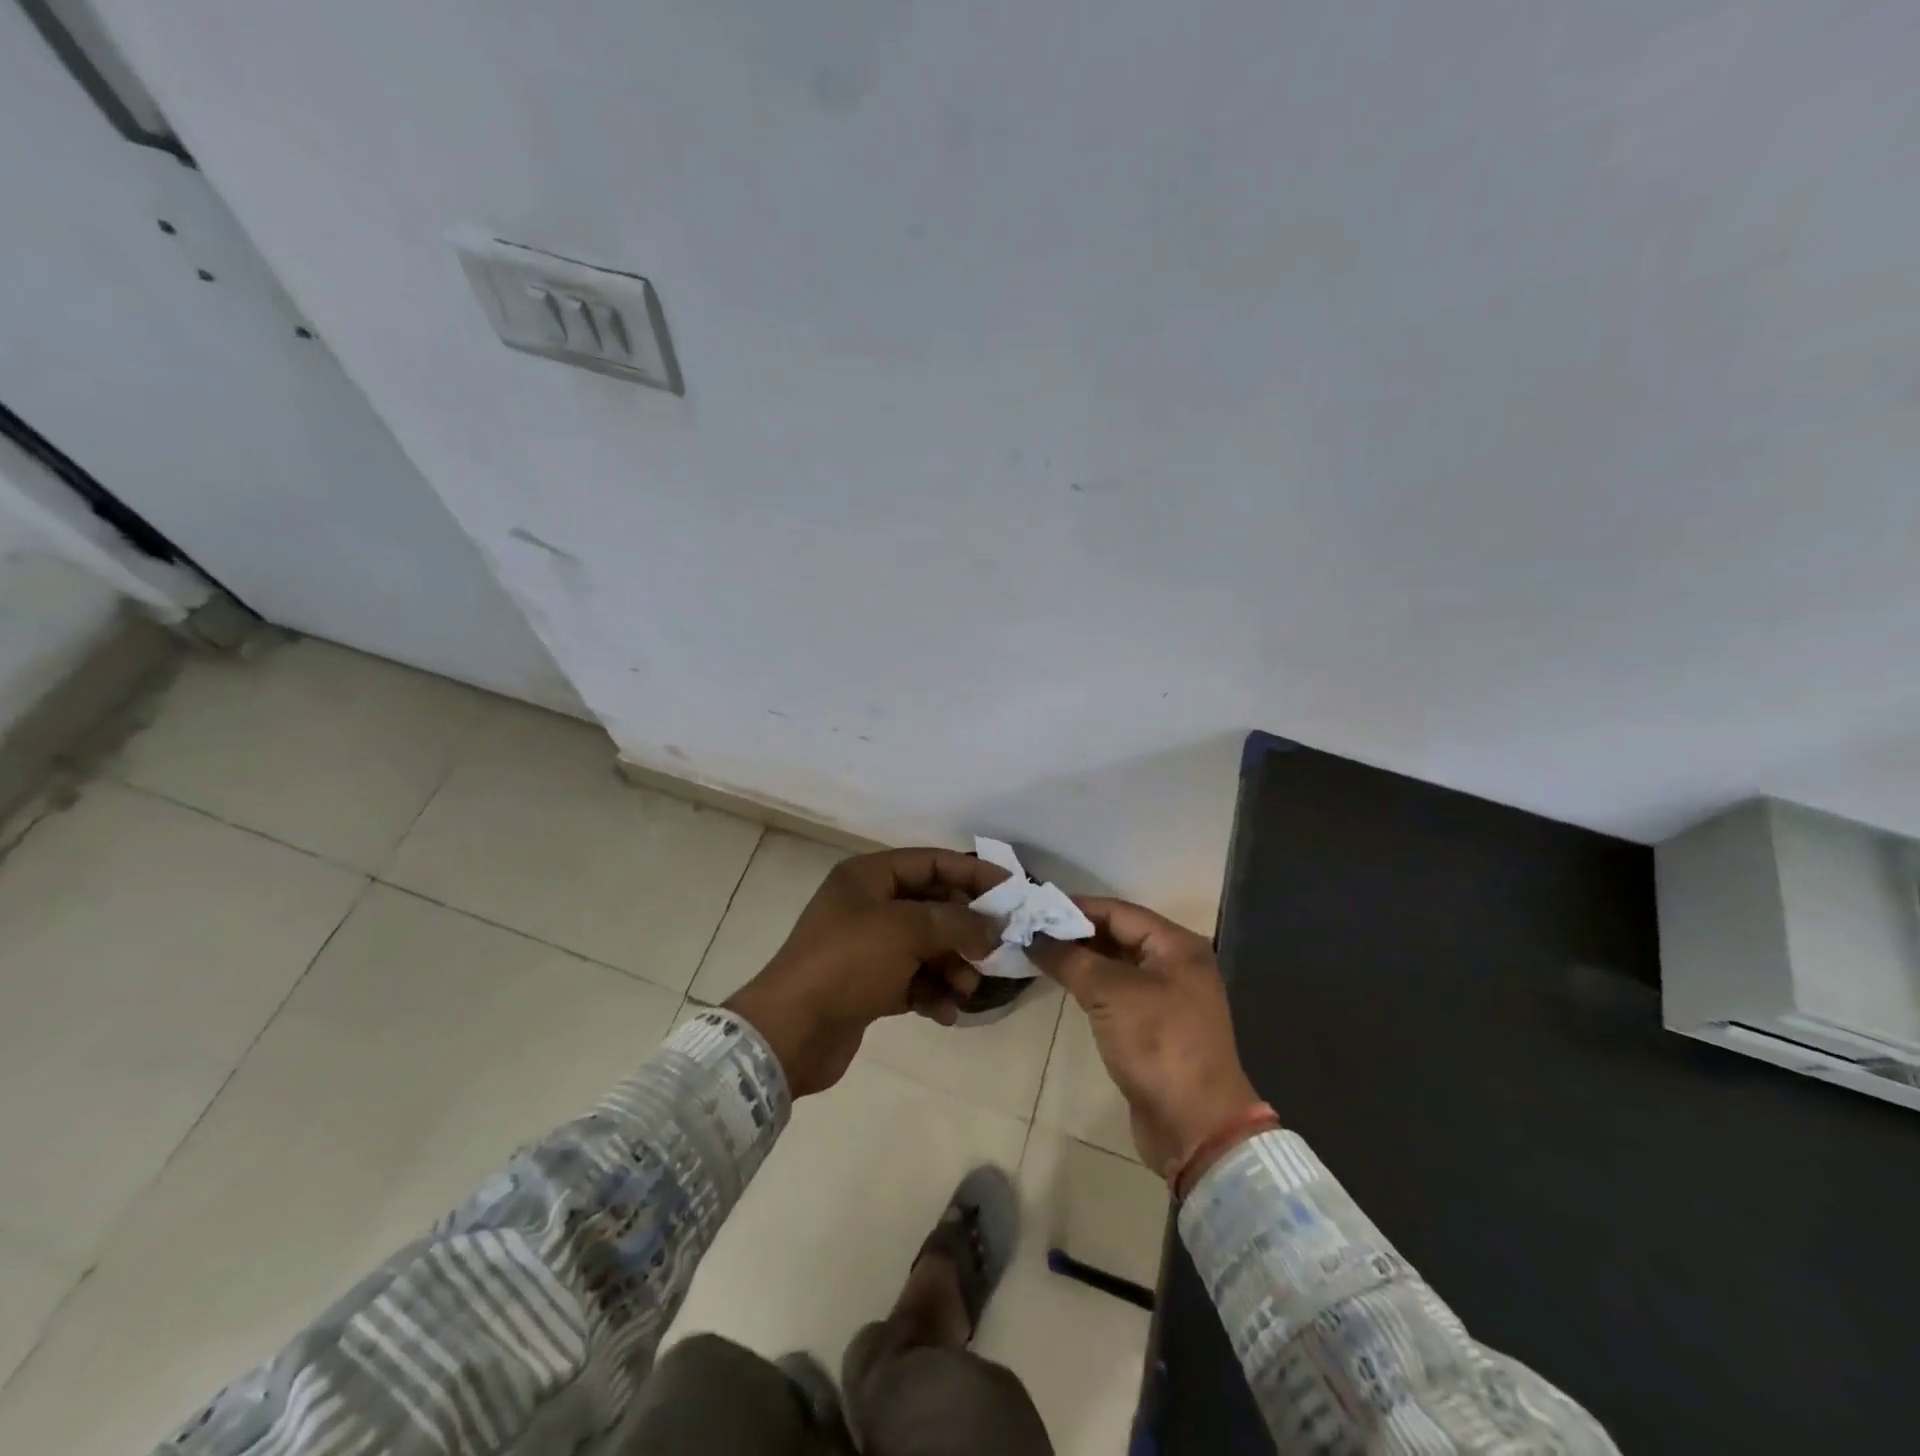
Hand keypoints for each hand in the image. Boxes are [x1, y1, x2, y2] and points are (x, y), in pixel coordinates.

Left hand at [725, 847, 1008, 1095]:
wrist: (791, 1031)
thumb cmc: (848, 963)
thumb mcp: (906, 931)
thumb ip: (957, 922)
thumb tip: (994, 927)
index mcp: (869, 876)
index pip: (932, 862)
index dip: (973, 873)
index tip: (1012, 889)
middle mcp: (869, 905)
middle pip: (933, 906)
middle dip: (965, 929)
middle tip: (995, 949)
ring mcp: (868, 946)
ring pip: (926, 946)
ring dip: (952, 966)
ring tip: (966, 988)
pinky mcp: (868, 985)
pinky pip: (913, 979)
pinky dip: (932, 993)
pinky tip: (945, 1013)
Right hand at [1032, 899, 1262, 1178]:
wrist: (1196, 1126)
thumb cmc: (1158, 1045)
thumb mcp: (1111, 994)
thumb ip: (1071, 959)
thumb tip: (1034, 937)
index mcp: (1177, 945)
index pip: (1118, 911)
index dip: (1076, 907)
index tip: (1035, 906)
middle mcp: (1176, 964)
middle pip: (1119, 935)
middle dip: (1075, 931)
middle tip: (1030, 929)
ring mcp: (1168, 997)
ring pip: (1117, 964)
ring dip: (1081, 958)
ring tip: (1039, 952)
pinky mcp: (1156, 1026)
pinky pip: (1118, 992)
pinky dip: (1092, 984)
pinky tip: (1064, 982)